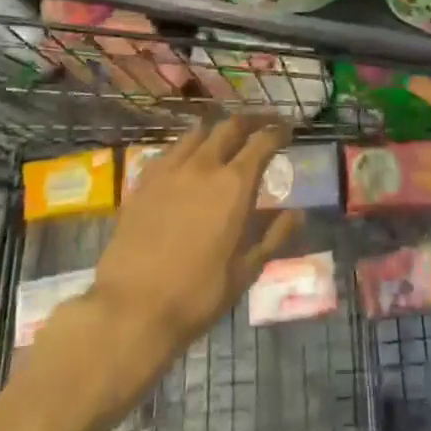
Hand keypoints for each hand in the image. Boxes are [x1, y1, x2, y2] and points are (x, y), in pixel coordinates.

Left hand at [90, 115, 300, 349]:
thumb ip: (275, 236)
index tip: (286, 130)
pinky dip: (185, 148)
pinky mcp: (142, 182)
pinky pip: (169, 151)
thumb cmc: (198, 293)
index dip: (277, 132)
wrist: (132, 308)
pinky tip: (186, 161)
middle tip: (260, 125)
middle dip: (249, 121)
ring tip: (223, 139)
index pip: (261, 142)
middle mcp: (203, 166)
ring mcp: (168, 171)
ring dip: (216, 131)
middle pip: (229, 127)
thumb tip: (299, 213)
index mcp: (234, 185)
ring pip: (197, 133)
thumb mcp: (247, 270)